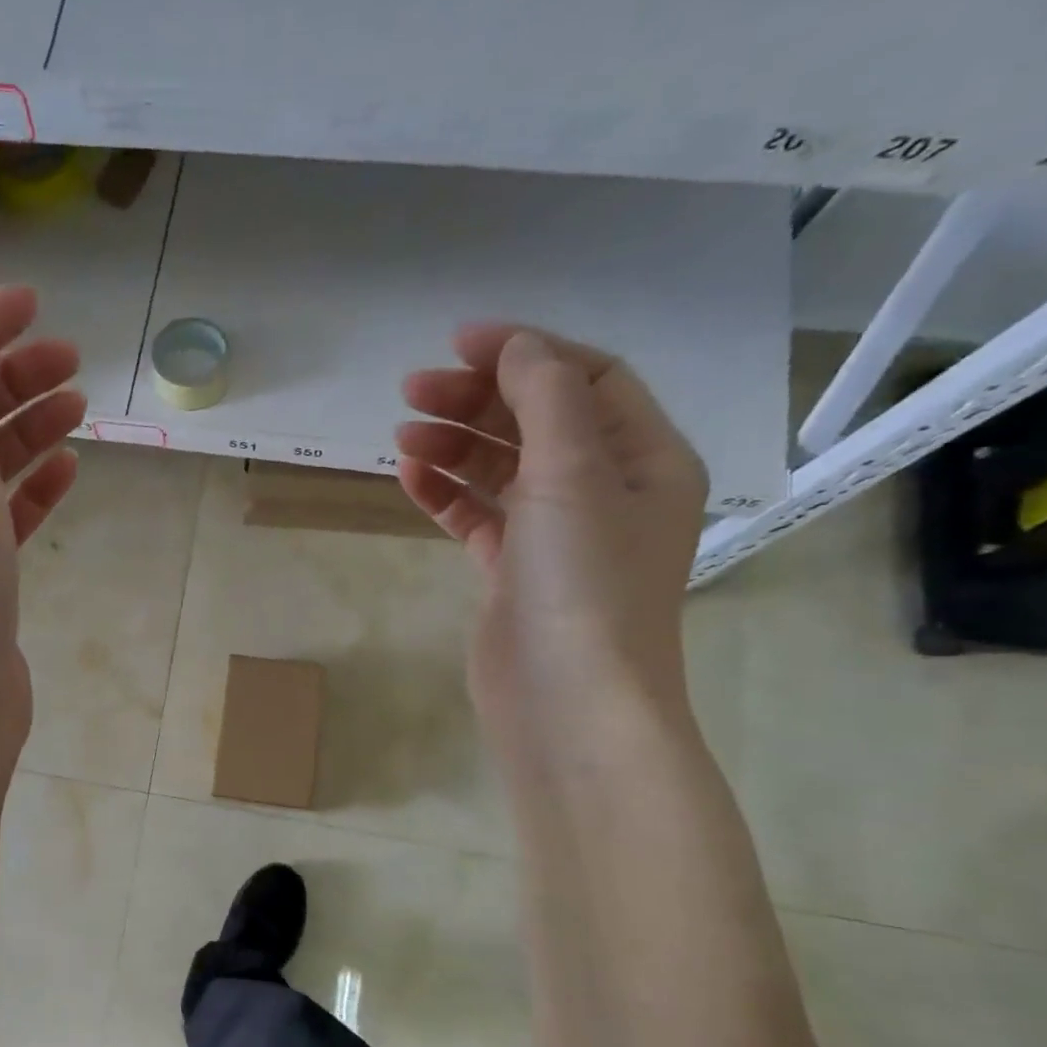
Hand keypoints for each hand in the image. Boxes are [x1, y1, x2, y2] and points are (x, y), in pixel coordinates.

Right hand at [395, 325, 707, 753]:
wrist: (567, 702)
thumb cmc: (583, 583)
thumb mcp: (575, 475)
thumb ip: (547, 399)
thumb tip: (517, 348)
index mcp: (643, 458)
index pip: (586, 379)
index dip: (525, 352)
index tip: (457, 344)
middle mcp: (605, 490)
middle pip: (538, 421)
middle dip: (477, 399)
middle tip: (411, 393)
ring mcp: (556, 535)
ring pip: (502, 469)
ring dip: (455, 445)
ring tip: (403, 436)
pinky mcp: (513, 572)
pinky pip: (478, 517)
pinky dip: (446, 494)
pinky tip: (411, 479)